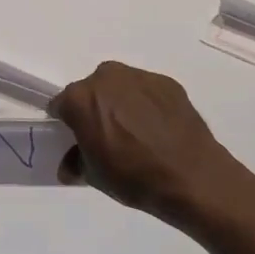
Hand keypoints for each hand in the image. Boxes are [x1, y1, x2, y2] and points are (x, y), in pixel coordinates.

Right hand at [50, 61, 245, 224]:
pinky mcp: (167, 83)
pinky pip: (146, 91)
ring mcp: (139, 77)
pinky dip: (146, 104)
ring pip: (120, 87)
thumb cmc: (133, 176)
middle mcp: (106, 78)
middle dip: (94, 108)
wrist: (192, 177)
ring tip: (136, 133)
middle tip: (107, 136)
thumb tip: (71, 164)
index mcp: (81, 98)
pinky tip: (158, 129)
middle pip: (91, 90)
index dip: (66, 122)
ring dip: (121, 103)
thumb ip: (76, 162)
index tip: (75, 138)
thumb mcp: (94, 176)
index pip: (62, 105)